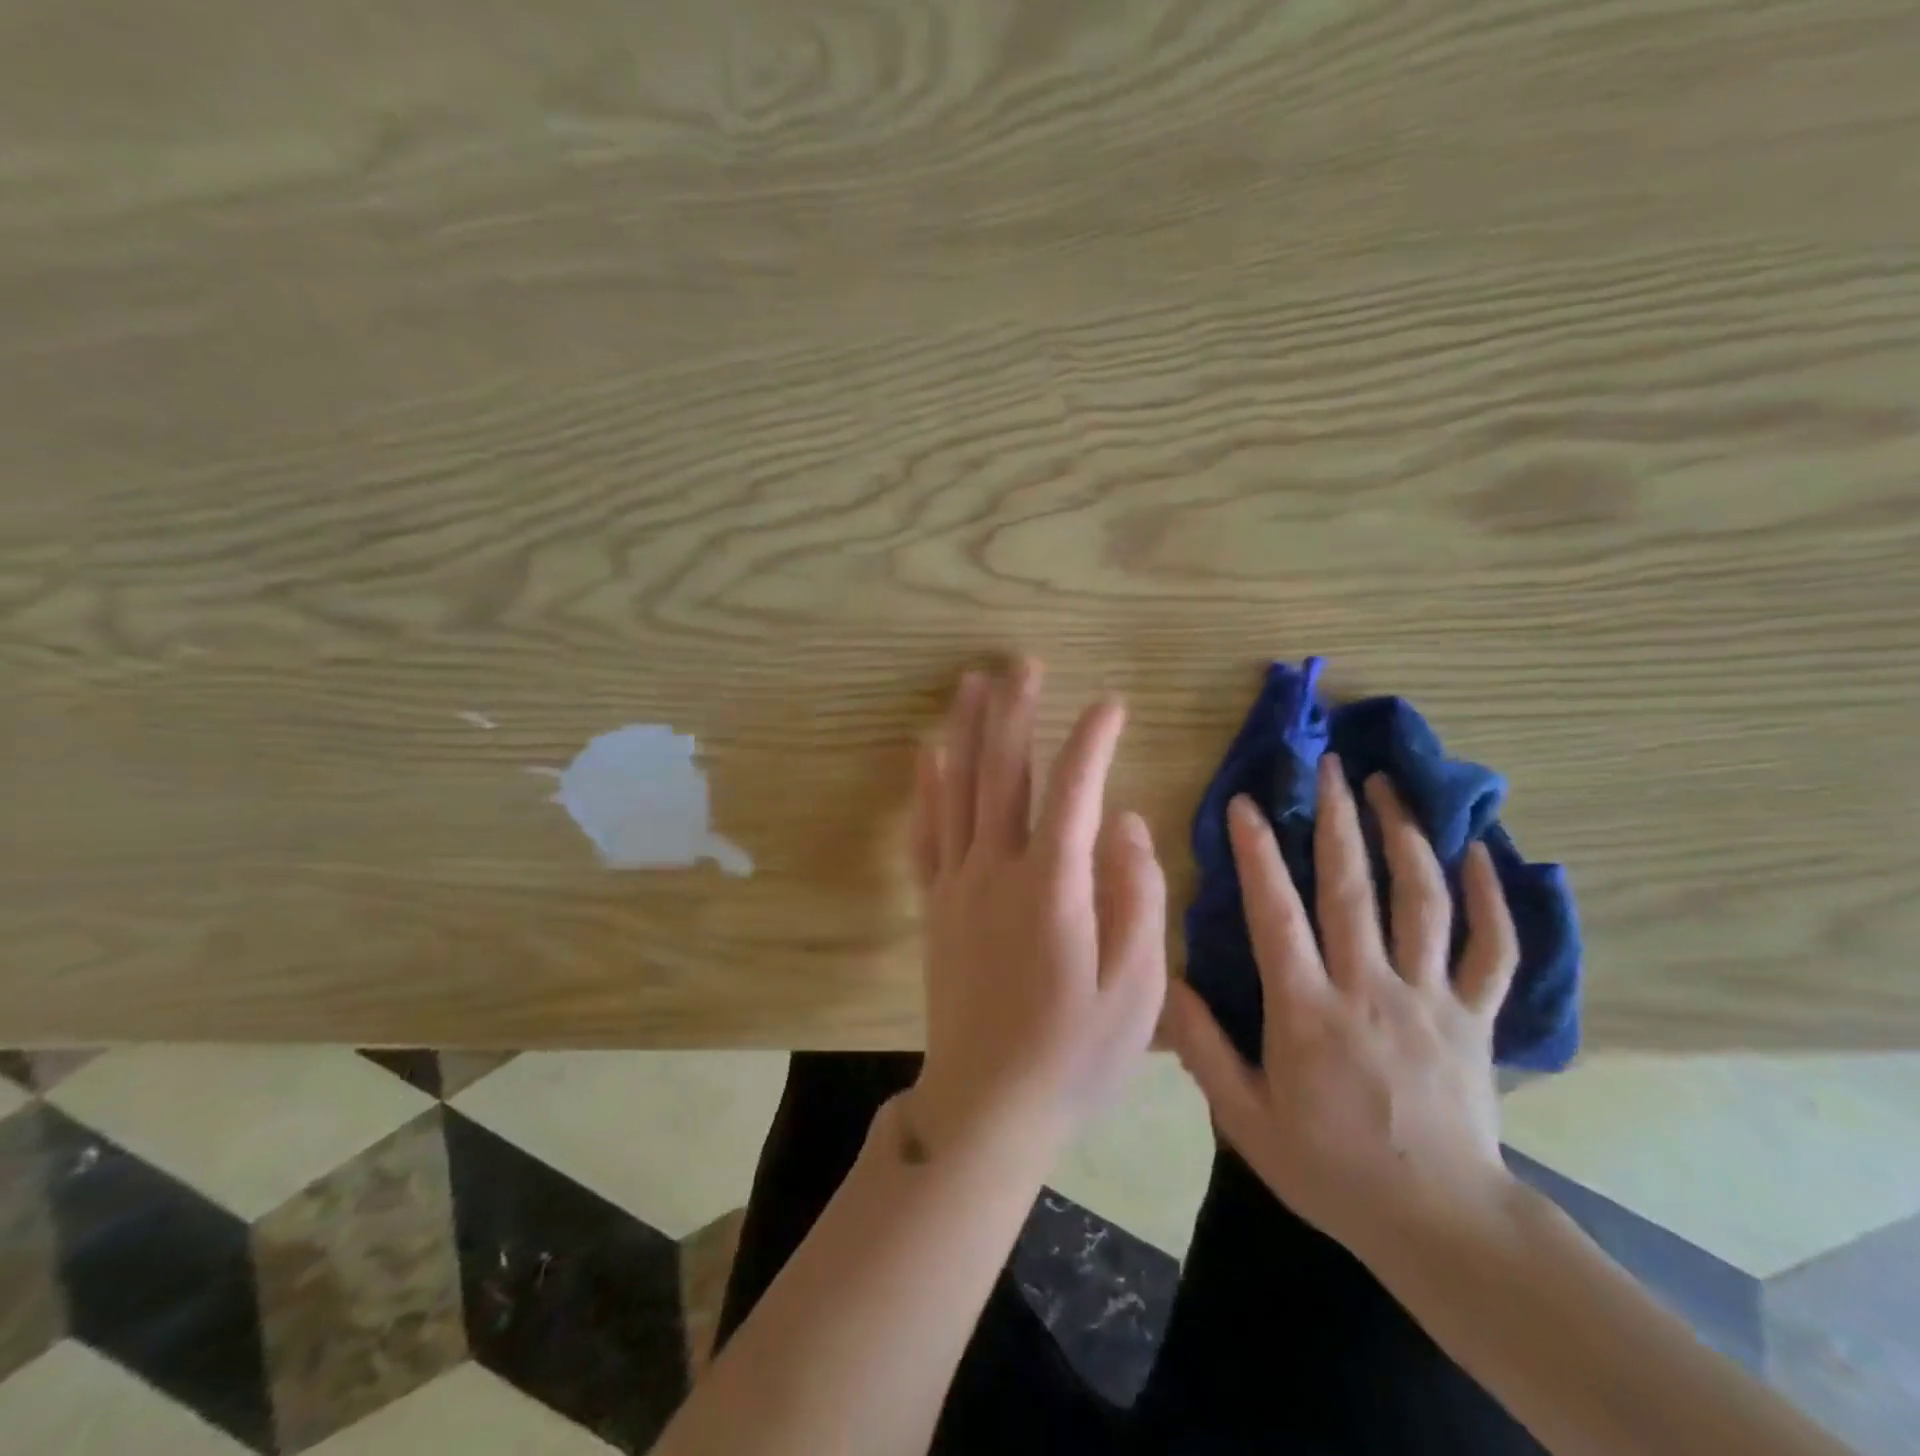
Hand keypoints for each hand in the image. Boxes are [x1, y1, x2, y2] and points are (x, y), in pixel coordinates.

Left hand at [908, 661, 1168, 1164]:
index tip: (1112, 704)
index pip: (1076, 792)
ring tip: (972, 684)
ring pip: (959, 791)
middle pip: (1004, 774)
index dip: (1093, 741)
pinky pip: (926, 833)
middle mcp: (998, 871)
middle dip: (1016, 713)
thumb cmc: (1074, 1054)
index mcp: (1054, 888)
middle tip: (1023, 664)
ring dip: (967, 733)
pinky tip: (926, 754)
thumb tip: (1127, 823)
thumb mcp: (1135, 989)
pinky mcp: (935, 905)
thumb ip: (1136, 896)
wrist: (987, 1106)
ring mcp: (958, 884)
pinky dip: (926, 789)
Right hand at [1164, 753, 1519, 1256]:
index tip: (1244, 803)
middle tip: (1328, 764)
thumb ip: (1203, 1048)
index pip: (1276, 915)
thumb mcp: (1246, 1120)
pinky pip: (1494, 951)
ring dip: (1405, 837)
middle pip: (1352, 889)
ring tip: (1389, 786)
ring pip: (1423, 903)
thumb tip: (1168, 982)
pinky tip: (1478, 853)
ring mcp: (1431, 999)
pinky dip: (1490, 899)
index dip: (1258, 854)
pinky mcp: (1476, 1018)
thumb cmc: (1331, 1168)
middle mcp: (1371, 989)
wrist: (1440, 1225)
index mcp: (1308, 1011)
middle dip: (1337, 820)